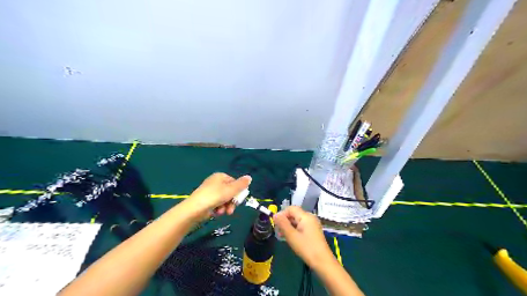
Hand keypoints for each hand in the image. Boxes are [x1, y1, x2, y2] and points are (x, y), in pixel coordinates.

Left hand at [185, 173, 249, 216]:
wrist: (195, 209)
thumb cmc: (214, 196)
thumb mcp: (231, 190)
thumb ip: (241, 184)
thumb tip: (250, 177)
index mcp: (221, 176)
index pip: (235, 183)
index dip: (238, 192)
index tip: (238, 200)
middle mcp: (215, 182)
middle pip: (230, 192)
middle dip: (231, 202)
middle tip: (231, 210)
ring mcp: (210, 191)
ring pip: (224, 199)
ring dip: (226, 207)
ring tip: (222, 212)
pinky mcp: (206, 200)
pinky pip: (217, 204)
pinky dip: (219, 209)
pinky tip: (216, 213)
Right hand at [272, 207, 331, 268]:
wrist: (323, 262)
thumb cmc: (306, 248)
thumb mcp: (291, 236)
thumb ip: (282, 224)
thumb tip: (275, 215)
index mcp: (306, 216)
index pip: (291, 208)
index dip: (282, 214)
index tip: (275, 224)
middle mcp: (310, 217)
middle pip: (294, 214)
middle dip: (284, 221)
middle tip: (278, 231)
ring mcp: (312, 224)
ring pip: (297, 220)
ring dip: (288, 226)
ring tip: (282, 236)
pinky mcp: (313, 231)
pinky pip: (301, 226)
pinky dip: (294, 230)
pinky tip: (290, 238)